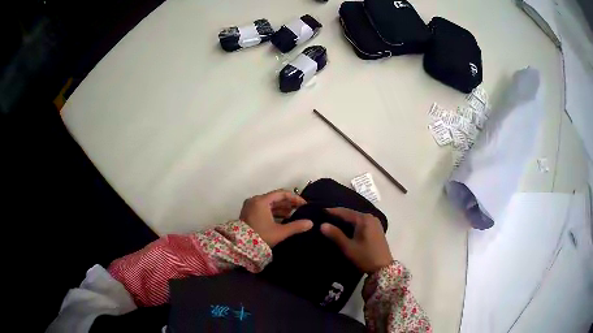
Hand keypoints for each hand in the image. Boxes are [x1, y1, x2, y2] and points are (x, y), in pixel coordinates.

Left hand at [240, 189, 312, 247]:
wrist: (241, 247)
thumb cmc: (261, 236)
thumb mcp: (280, 232)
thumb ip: (296, 226)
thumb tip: (311, 223)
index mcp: (261, 201)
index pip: (281, 194)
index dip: (294, 198)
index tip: (304, 204)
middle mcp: (254, 200)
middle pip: (275, 198)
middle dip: (288, 203)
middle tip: (300, 209)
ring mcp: (250, 207)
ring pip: (269, 204)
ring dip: (281, 208)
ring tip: (293, 215)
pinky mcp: (248, 213)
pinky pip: (264, 208)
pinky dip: (273, 212)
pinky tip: (282, 218)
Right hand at [321, 208, 392, 272]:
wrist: (383, 268)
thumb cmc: (365, 256)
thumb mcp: (348, 247)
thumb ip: (335, 234)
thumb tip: (322, 224)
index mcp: (364, 219)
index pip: (345, 211)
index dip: (332, 211)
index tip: (320, 211)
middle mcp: (370, 217)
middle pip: (351, 213)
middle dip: (338, 215)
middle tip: (324, 217)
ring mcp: (375, 223)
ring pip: (356, 218)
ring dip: (345, 220)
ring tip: (332, 222)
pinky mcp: (376, 229)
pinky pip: (361, 222)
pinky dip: (353, 224)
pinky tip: (345, 228)